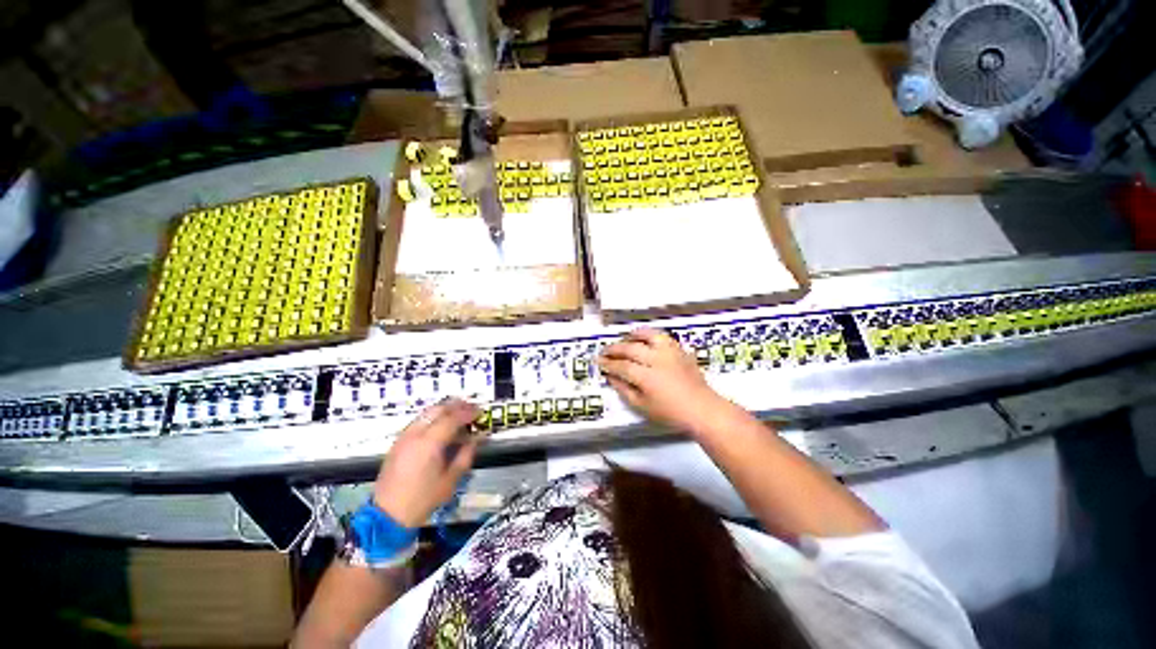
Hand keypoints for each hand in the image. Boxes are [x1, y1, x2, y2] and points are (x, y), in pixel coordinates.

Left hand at [373, 398, 480, 527]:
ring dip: (442, 411)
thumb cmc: (424, 499)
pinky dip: (431, 420)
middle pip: (436, 409)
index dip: (467, 412)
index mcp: (430, 443)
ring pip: (425, 414)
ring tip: (457, 417)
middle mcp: (415, 433)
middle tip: (470, 408)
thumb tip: (475, 440)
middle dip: (455, 406)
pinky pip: (417, 423)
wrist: (391, 509)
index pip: (451, 418)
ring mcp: (404, 436)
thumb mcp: (450, 481)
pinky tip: (439, 429)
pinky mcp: (398, 442)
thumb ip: (464, 457)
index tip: (480, 411)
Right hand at [597, 327, 731, 434]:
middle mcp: (657, 359)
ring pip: (648, 335)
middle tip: (605, 351)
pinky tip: (645, 340)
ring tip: (625, 339)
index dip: (608, 364)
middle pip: (631, 348)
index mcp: (646, 376)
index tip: (599, 362)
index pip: (621, 365)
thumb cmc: (671, 413)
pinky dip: (650, 335)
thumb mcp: (642, 407)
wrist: (701, 409)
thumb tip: (612, 377)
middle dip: (615, 349)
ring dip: (633, 335)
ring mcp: (670, 352)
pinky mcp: (680, 350)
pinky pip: (662, 337)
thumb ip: (625, 390)